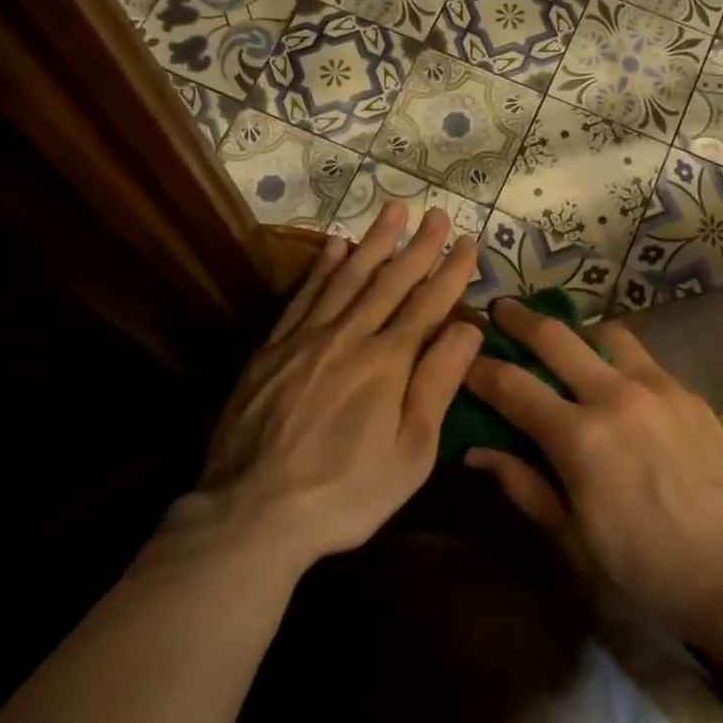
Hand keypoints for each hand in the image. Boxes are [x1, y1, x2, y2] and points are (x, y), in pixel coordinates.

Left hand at [174, 204, 481, 568]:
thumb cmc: (346, 491)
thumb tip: (467, 328)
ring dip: (373, 242)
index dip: (451, 272)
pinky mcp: (273, 348)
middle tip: (435, 214)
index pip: (428, 304)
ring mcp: (306, 338)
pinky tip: (333, 247)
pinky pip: (303, 296)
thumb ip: (438, 384)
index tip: (468, 242)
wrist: (254, 511)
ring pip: (347, 277)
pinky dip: (322, 268)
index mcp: (388, 361)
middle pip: (390, 280)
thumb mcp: (411, 451)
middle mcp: (349, 336)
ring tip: (392, 211)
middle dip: (418, 246)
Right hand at [462, 299, 722, 644]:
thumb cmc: (648, 569)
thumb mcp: (574, 540)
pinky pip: (643, 359)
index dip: (479, 369)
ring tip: (569, 344)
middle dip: (519, 319)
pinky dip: (619, 359)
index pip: (511, 386)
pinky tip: (622, 384)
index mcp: (577, 437)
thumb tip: (478, 452)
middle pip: (554, 337)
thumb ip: (525, 486)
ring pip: (605, 335)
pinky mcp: (689, 394)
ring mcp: (657, 388)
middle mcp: (614, 396)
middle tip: (501, 309)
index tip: (462, 359)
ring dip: (578, 333)